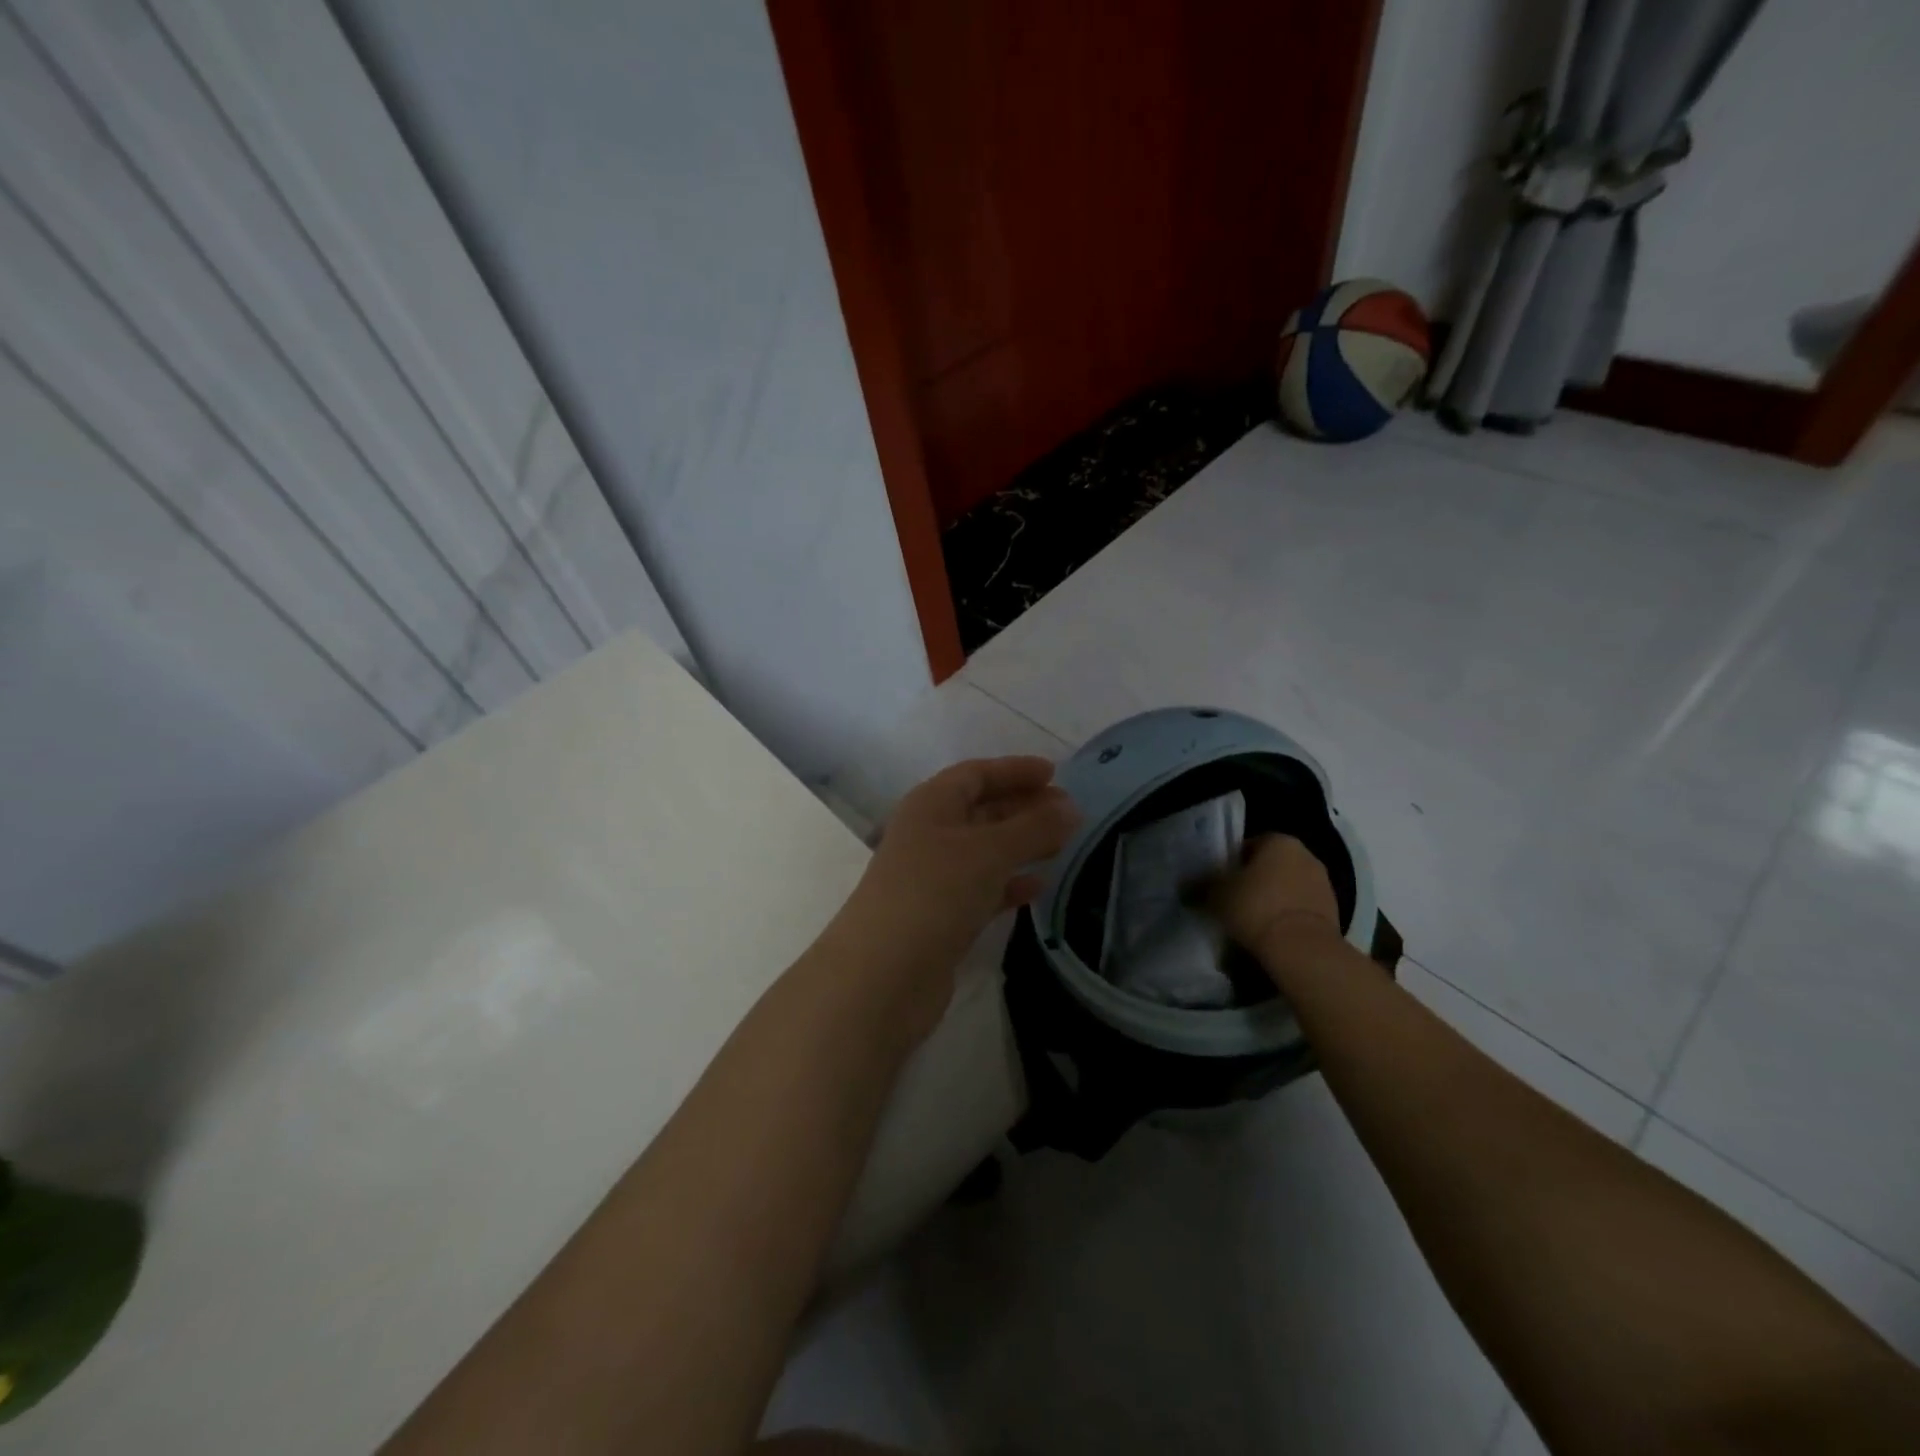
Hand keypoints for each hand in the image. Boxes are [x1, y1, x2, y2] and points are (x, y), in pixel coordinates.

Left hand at [838, 757, 1079, 1032]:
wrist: (884, 975)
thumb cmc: (935, 893)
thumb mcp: (989, 852)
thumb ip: (1034, 828)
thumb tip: (1072, 807)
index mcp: (930, 804)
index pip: (975, 774)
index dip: (1014, 770)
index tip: (1055, 773)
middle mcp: (928, 834)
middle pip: (981, 810)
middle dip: (1023, 807)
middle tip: (1068, 812)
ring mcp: (932, 877)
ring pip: (984, 850)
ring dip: (1020, 845)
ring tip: (1063, 844)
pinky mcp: (940, 916)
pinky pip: (982, 888)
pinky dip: (1009, 884)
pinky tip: (1039, 887)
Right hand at [1208, 834, 1341, 962]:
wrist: (1301, 949)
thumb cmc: (1255, 908)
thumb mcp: (1216, 895)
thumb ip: (1200, 885)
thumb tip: (1185, 886)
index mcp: (1279, 841)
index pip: (1248, 845)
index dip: (1231, 863)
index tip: (1220, 882)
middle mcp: (1306, 855)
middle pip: (1270, 865)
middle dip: (1254, 881)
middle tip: (1232, 900)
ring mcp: (1323, 884)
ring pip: (1287, 887)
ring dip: (1272, 899)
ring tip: (1251, 921)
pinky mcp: (1333, 912)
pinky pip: (1300, 908)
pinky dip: (1286, 916)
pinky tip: (1271, 933)